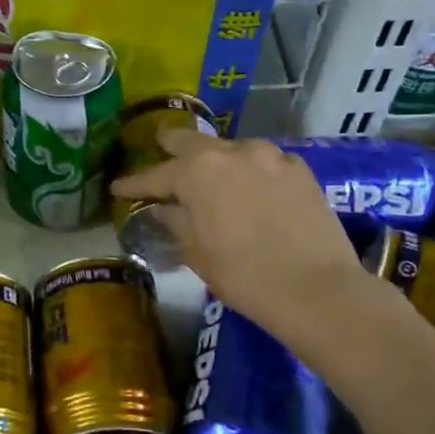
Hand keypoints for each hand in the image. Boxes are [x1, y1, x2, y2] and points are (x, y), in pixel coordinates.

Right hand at [110, 129, 368, 329]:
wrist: (317, 290)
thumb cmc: (244, 275)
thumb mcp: (198, 253)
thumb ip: (176, 223)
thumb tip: (163, 210)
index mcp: (198, 172)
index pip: (156, 175)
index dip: (134, 183)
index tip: (117, 188)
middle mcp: (233, 152)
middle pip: (193, 142)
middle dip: (171, 147)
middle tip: (159, 146)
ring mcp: (271, 157)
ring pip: (231, 149)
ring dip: (215, 158)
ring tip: (207, 171)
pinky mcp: (299, 170)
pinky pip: (264, 162)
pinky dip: (248, 170)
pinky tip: (248, 184)